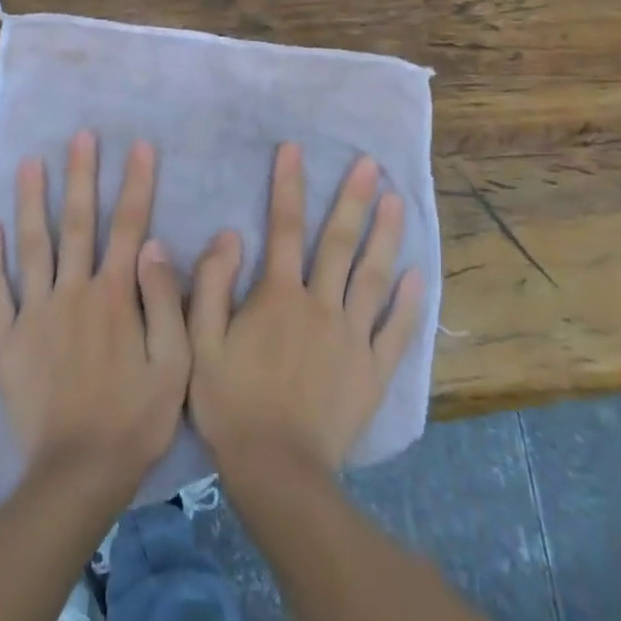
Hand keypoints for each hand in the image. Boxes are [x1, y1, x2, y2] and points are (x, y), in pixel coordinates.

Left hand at [0, 131, 188, 498]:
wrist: (77, 473)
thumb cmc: (136, 418)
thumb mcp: (174, 363)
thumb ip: (165, 300)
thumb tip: (155, 244)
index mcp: (116, 295)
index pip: (129, 225)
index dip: (136, 183)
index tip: (139, 145)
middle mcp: (74, 292)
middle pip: (78, 223)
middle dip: (81, 175)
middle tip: (80, 135)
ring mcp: (35, 314)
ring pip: (33, 246)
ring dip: (32, 201)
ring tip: (29, 162)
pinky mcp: (6, 341)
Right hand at [189, 142, 423, 476]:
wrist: (277, 471)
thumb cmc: (231, 404)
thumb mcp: (200, 343)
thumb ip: (212, 285)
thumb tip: (229, 234)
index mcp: (279, 296)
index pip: (284, 228)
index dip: (288, 185)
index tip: (294, 149)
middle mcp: (321, 305)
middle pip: (339, 243)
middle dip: (354, 200)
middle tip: (371, 165)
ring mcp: (353, 337)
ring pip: (374, 277)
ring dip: (387, 237)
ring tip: (399, 202)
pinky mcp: (373, 370)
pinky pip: (396, 332)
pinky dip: (409, 304)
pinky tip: (420, 278)